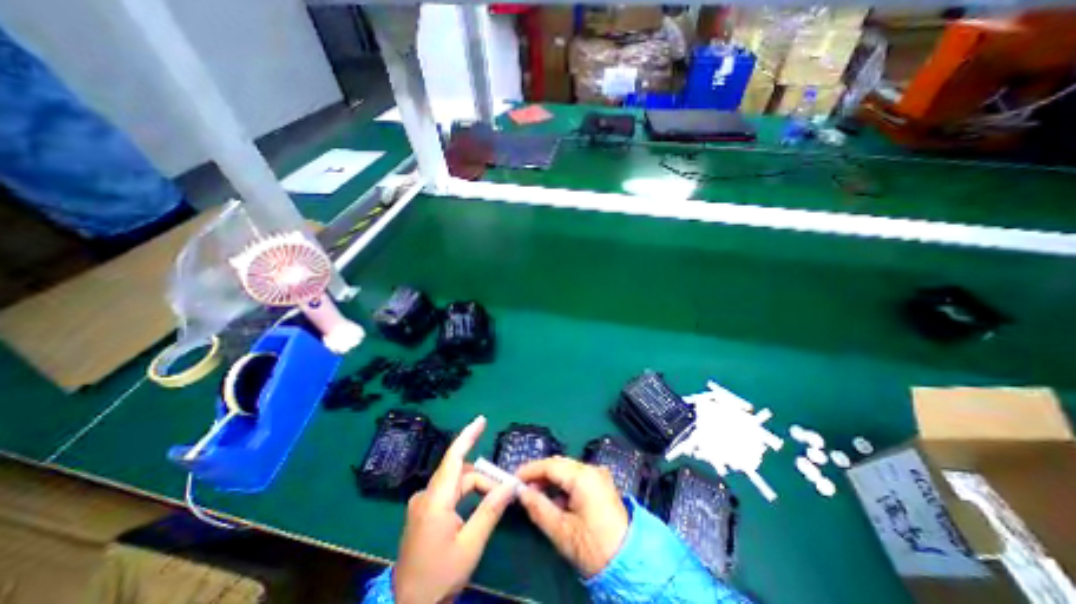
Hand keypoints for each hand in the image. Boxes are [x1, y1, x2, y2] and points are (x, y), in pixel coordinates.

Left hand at [394, 415, 514, 603]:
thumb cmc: (439, 577)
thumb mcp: (470, 544)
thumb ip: (490, 510)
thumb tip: (511, 484)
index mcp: (435, 500)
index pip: (453, 458)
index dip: (468, 436)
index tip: (481, 419)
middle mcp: (426, 495)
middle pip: (460, 473)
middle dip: (484, 477)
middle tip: (506, 489)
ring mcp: (422, 504)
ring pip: (455, 483)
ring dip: (476, 487)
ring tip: (496, 500)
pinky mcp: (422, 512)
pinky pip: (448, 493)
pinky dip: (466, 494)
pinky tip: (478, 506)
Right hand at [515, 458, 630, 574]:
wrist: (629, 564)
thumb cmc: (594, 548)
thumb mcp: (562, 531)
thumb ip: (539, 508)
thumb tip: (521, 492)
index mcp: (583, 477)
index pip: (550, 465)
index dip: (530, 470)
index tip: (514, 478)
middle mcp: (591, 469)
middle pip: (559, 464)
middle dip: (540, 474)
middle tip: (523, 488)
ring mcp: (598, 476)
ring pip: (567, 470)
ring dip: (551, 480)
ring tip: (535, 495)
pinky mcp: (601, 485)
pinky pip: (577, 478)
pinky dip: (563, 485)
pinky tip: (555, 501)